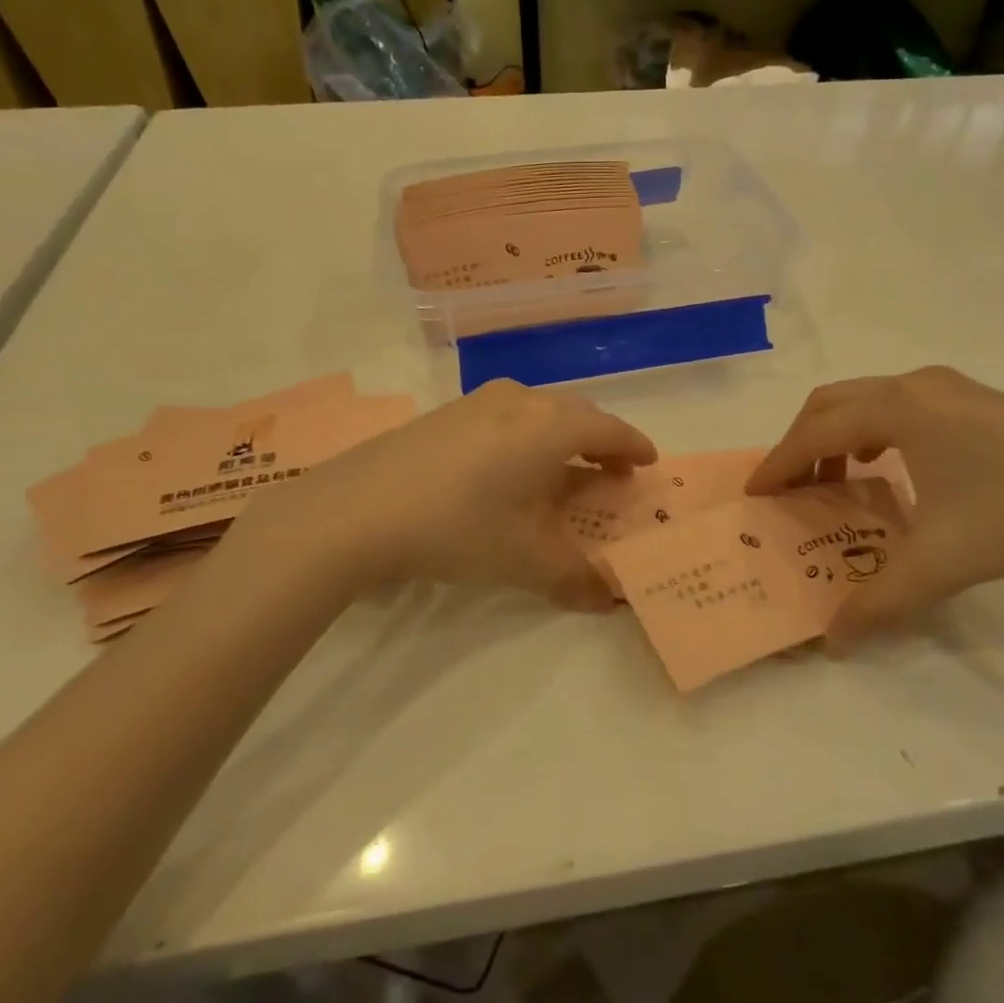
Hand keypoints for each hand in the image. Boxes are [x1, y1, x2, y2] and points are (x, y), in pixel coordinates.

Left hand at [218, 380, 656, 611]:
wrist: (355, 509)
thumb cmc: (458, 527)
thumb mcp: (523, 559)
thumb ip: (573, 579)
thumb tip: (608, 601)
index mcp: (550, 426)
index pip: (609, 429)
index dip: (633, 446)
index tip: (648, 462)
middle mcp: (520, 400)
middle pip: (576, 414)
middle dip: (600, 441)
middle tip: (611, 470)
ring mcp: (479, 401)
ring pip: (538, 411)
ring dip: (560, 437)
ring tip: (561, 469)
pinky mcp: (446, 412)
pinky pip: (506, 416)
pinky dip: (525, 437)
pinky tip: (507, 468)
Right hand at [747, 368, 1003, 644]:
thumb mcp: (943, 563)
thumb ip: (879, 601)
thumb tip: (832, 639)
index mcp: (899, 410)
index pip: (816, 432)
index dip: (779, 463)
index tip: (755, 493)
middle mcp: (916, 386)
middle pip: (831, 403)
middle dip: (800, 443)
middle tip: (788, 487)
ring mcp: (949, 387)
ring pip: (866, 400)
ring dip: (837, 435)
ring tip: (834, 480)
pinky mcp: (975, 399)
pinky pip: (899, 405)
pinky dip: (872, 431)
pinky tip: (889, 468)